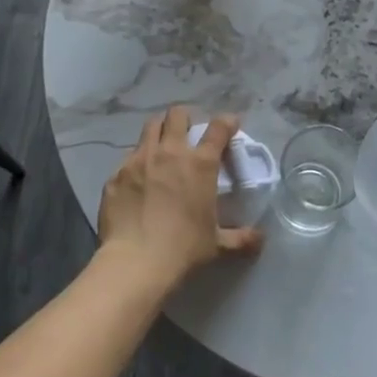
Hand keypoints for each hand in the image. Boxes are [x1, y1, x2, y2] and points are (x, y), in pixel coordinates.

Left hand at [97, 107, 261, 288]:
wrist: (135, 262)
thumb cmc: (183, 249)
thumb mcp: (217, 244)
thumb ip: (241, 238)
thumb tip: (260, 239)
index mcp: (200, 164)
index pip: (219, 128)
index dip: (227, 121)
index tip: (231, 124)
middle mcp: (170, 152)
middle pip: (177, 114)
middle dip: (185, 117)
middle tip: (188, 132)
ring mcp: (139, 160)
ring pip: (150, 126)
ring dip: (159, 130)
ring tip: (161, 145)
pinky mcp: (116, 174)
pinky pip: (128, 157)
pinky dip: (136, 161)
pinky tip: (137, 179)